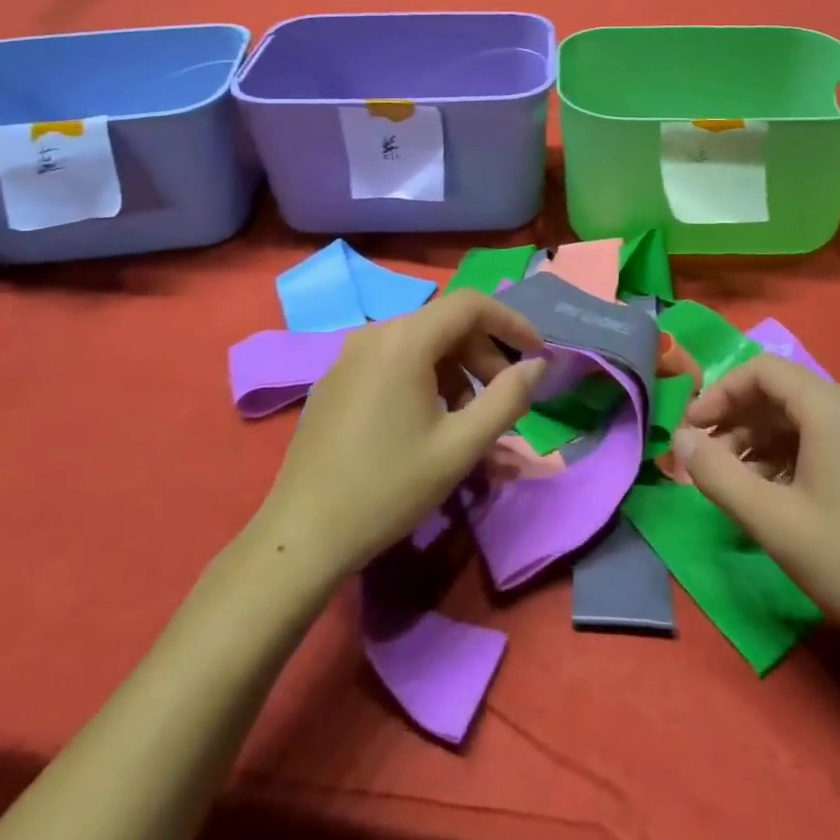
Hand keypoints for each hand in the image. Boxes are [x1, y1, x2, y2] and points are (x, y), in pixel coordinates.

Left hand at [252, 290, 545, 582]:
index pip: (471, 304)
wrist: (302, 535)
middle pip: (445, 324)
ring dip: (455, 373)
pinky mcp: (335, 381)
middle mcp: (374, 334)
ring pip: (419, 345)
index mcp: (404, 340)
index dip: (511, 322)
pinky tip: (427, 425)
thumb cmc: (389, 487)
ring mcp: (348, 356)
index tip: (537, 354)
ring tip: (468, 422)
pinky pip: (392, 363)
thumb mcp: (461, 446)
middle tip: (504, 399)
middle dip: (483, 356)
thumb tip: (537, 365)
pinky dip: (423, 380)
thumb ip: (508, 399)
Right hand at [674, 354, 839, 655]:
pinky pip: (829, 440)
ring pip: (805, 419)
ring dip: (762, 442)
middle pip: (782, 393)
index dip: (718, 392)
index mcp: (830, 407)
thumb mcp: (774, 522)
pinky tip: (782, 497)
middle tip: (708, 461)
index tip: (691, 430)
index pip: (761, 369)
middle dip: (737, 420)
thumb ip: (717, 474)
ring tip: (739, 484)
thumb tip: (680, 439)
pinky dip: (793, 456)